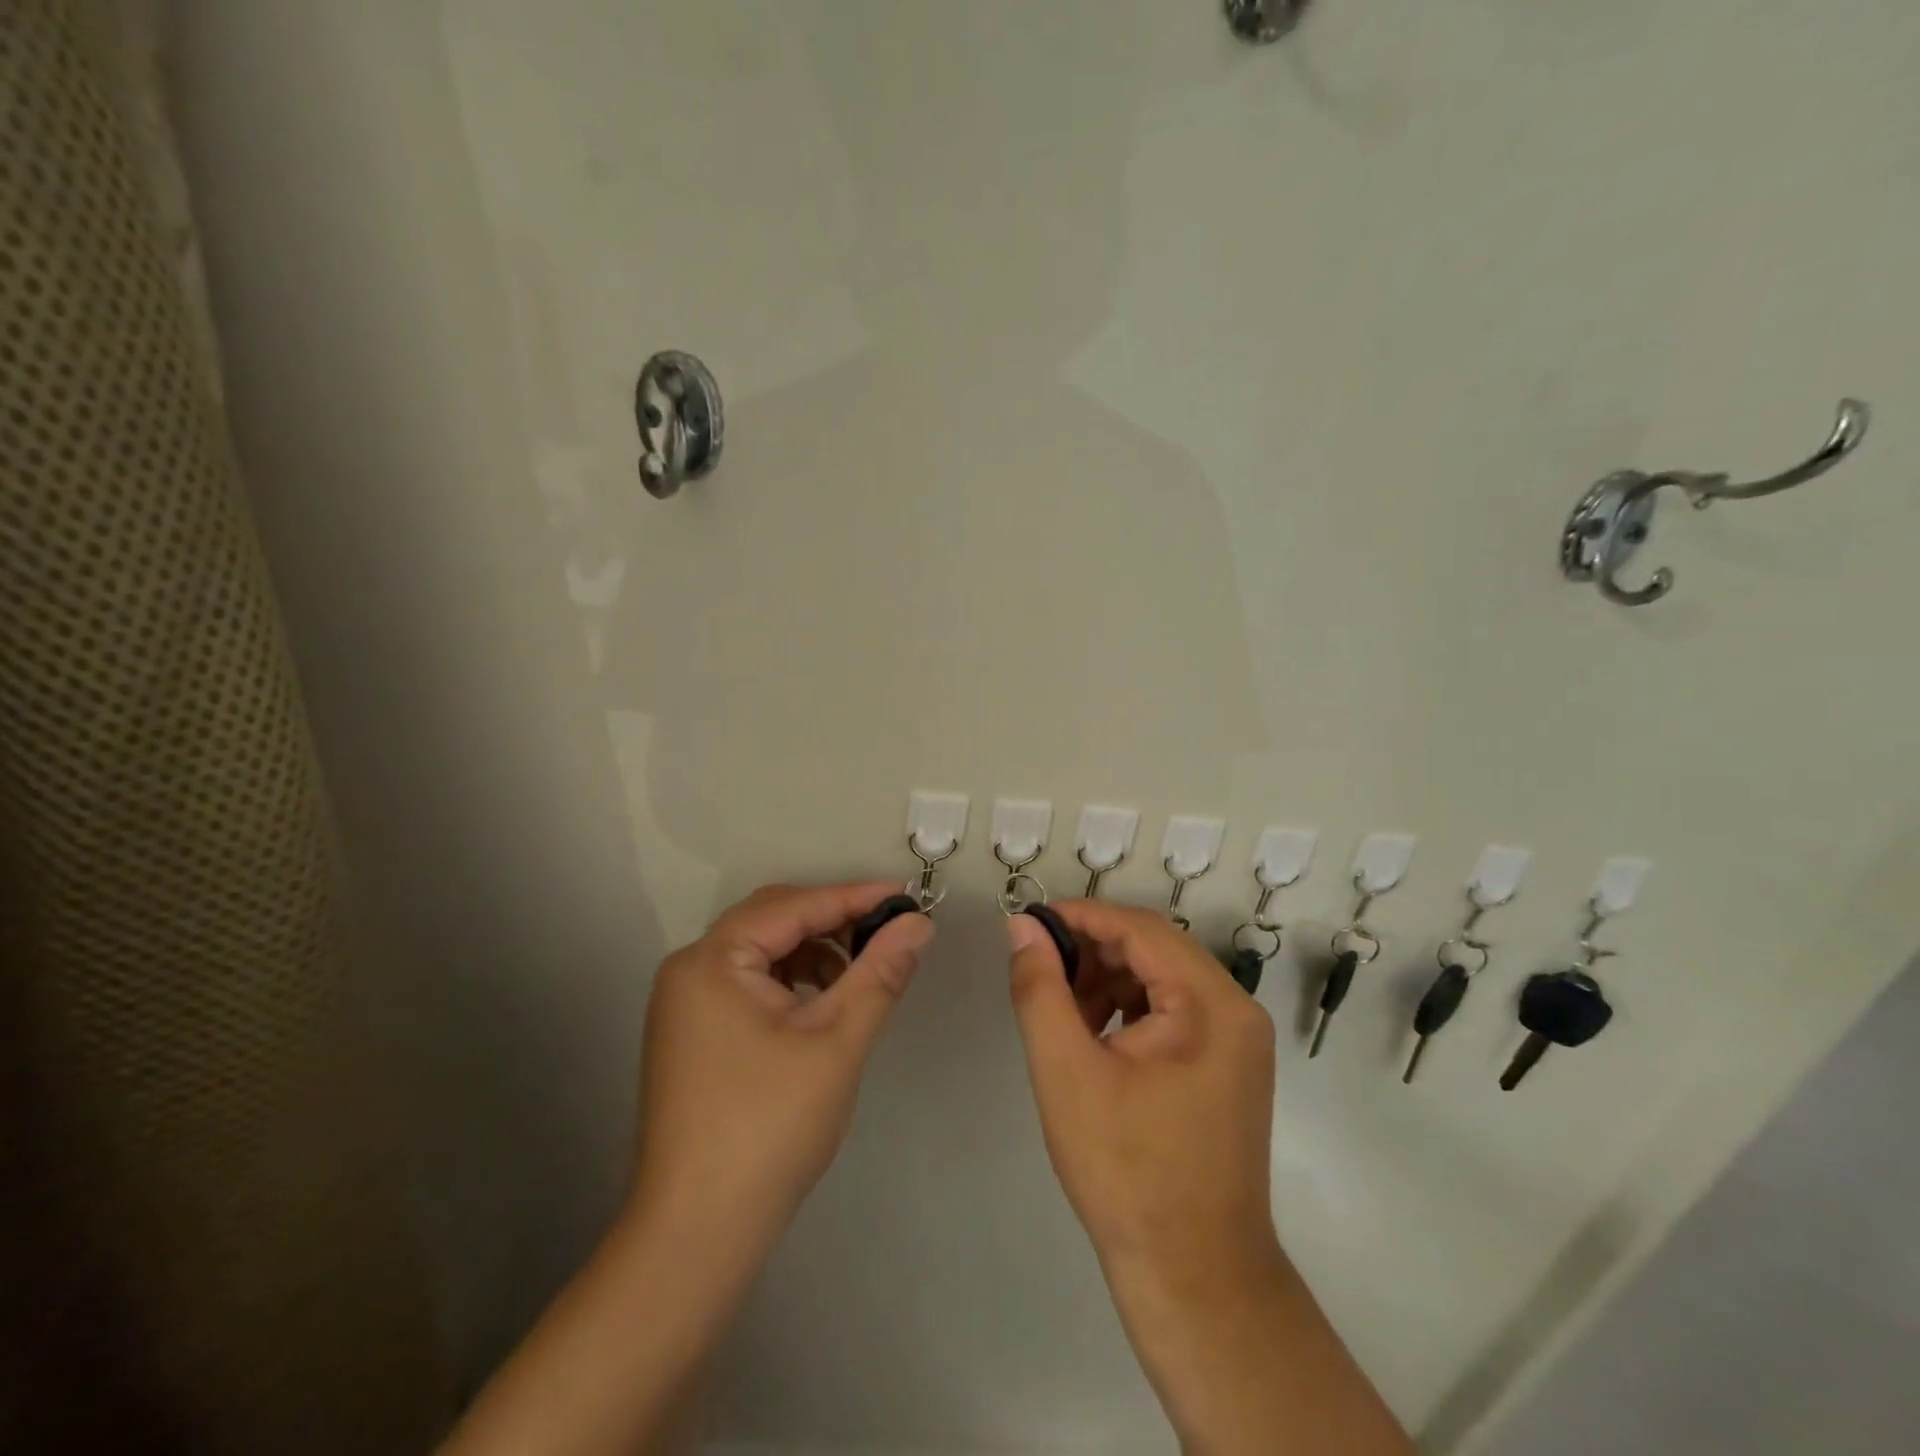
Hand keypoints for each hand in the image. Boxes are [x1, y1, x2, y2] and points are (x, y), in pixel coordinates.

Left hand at [632, 882, 932, 1249]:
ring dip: (814, 952)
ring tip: (862, 972)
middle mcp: (690, 970)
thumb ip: (880, 972)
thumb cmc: (769, 1127)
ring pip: (763, 953)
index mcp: (712, 960)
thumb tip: (918, 923)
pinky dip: (793, 982)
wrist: (698, 1235)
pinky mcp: (694, 1035)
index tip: (907, 896)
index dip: (854, 897)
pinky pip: (750, 984)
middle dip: (833, 921)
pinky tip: (825, 1003)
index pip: (793, 905)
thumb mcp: (837, 1041)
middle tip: (888, 929)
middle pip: (772, 921)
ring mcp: (686, 1005)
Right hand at [1006, 900, 1280, 1286]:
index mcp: (1211, 1004)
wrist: (1193, 1278)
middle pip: (1154, 949)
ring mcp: (1237, 1040)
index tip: (1029, 923)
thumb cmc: (1127, 1171)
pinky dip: (1128, 1009)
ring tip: (1061, 1008)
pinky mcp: (1226, 1065)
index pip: (1141, 928)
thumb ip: (1040, 989)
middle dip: (1092, 950)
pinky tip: (1092, 1036)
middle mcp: (1235, 1010)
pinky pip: (1172, 1012)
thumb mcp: (1067, 1072)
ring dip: (1107, 980)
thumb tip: (1022, 928)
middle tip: (1039, 969)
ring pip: (1161, 978)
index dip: (1081, 916)